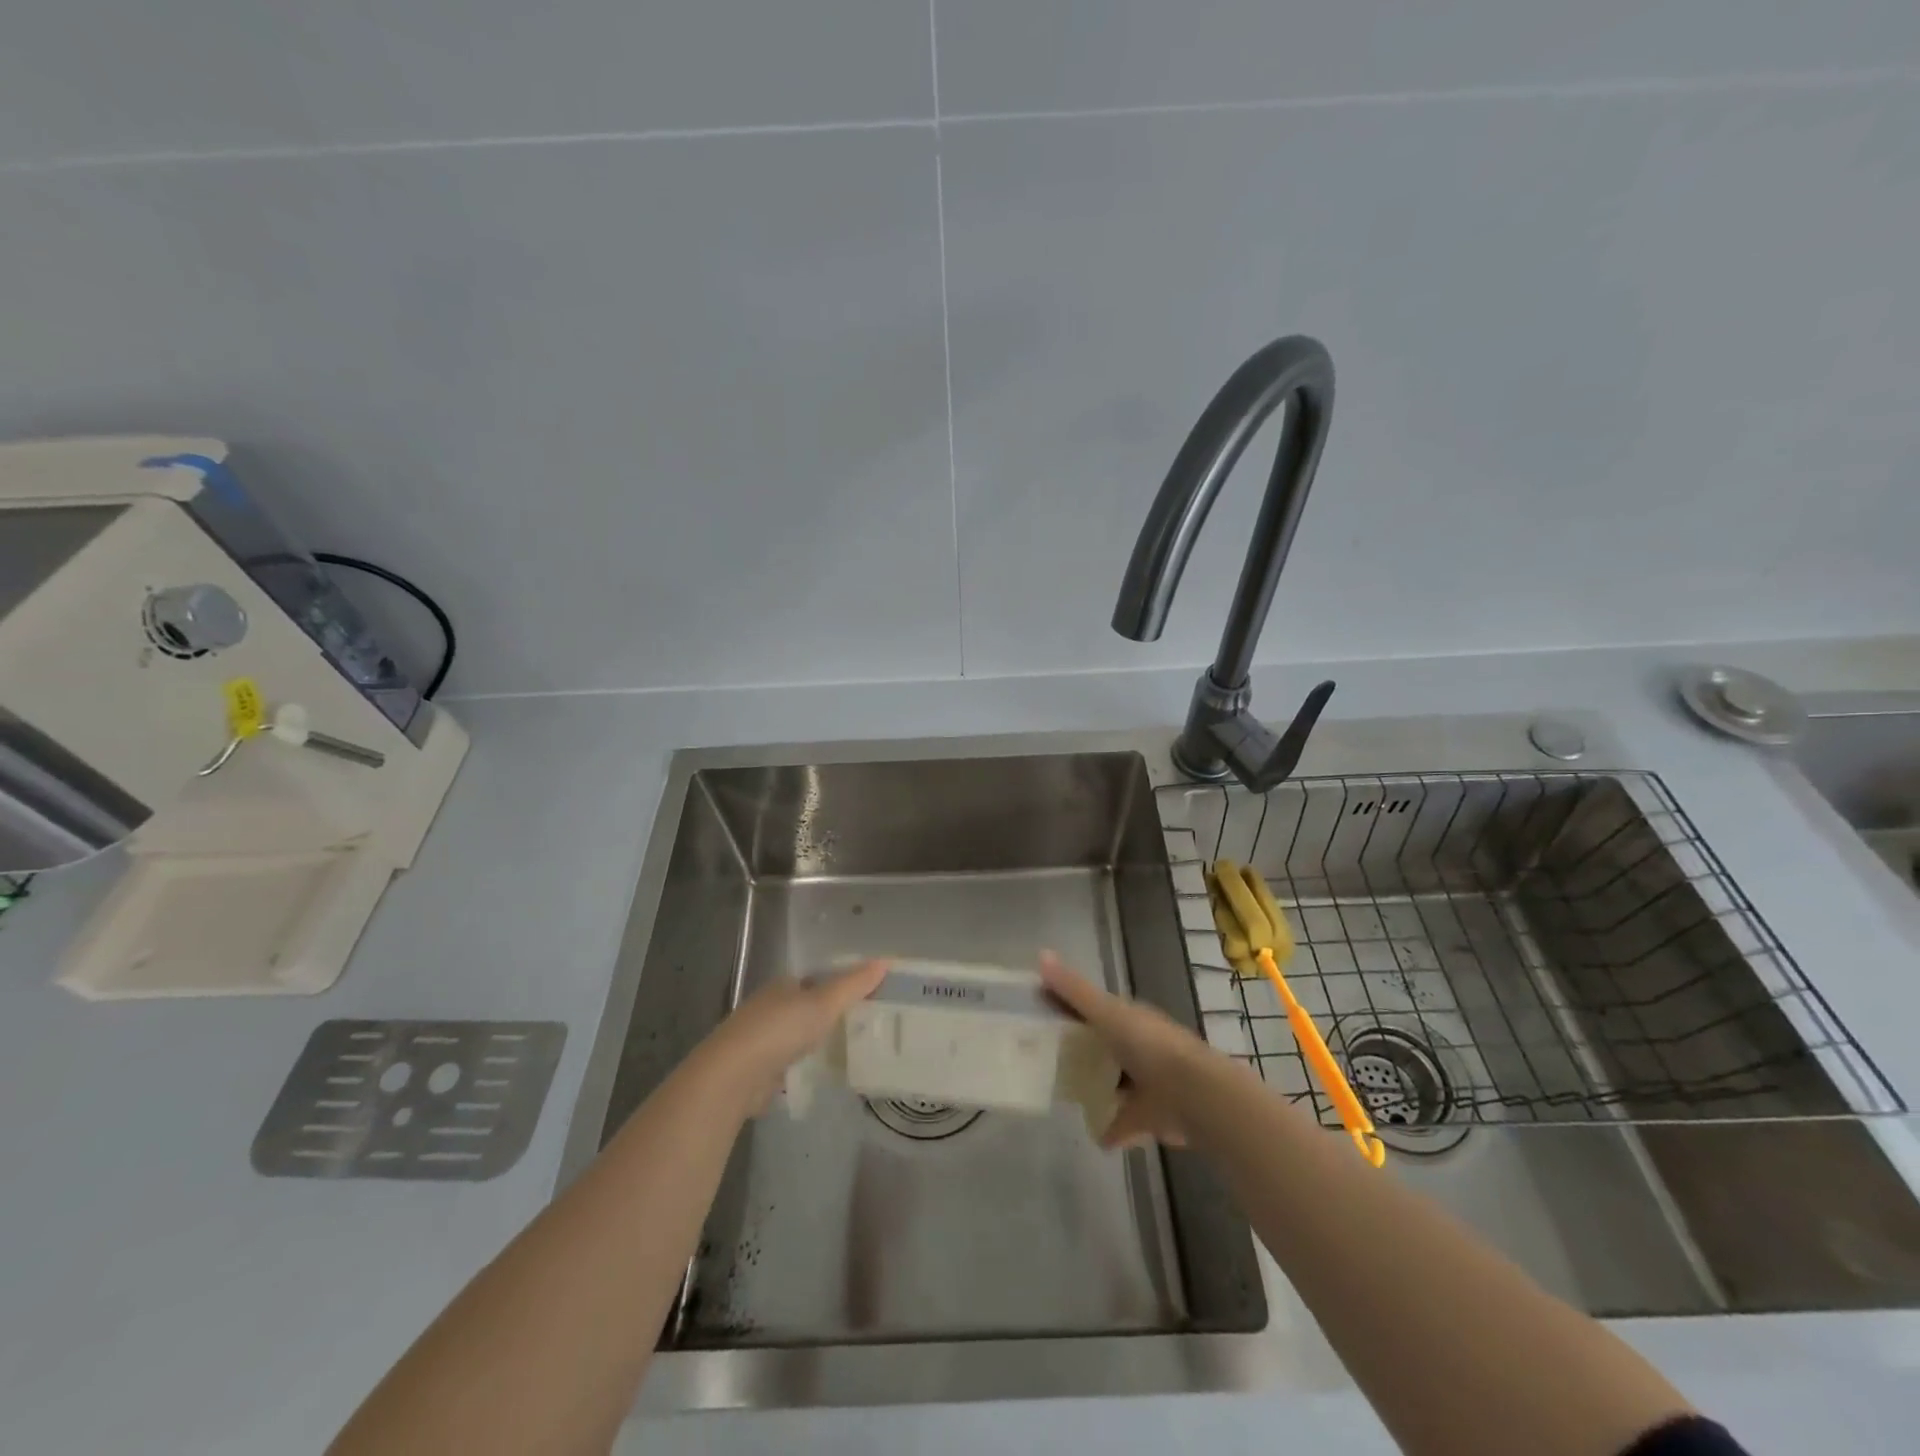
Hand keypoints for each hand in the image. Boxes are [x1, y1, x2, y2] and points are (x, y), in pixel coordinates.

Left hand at [698, 959, 889, 1111]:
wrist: (732, 1077)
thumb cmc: (780, 1030)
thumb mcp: (824, 1003)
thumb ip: (853, 985)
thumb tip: (885, 960)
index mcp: (783, 985)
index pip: (815, 980)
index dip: (839, 986)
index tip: (865, 998)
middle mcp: (769, 1008)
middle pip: (806, 1008)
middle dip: (828, 1017)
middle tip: (863, 1027)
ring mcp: (760, 1041)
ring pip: (796, 1037)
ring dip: (815, 1044)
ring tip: (848, 1053)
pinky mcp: (757, 1071)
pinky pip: (788, 1065)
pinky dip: (802, 1068)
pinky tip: (820, 1076)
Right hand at [1039, 951, 1223, 1149]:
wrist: (1194, 1095)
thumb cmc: (1149, 1045)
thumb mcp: (1107, 1012)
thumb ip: (1074, 990)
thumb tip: (1041, 954)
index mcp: (1130, 1018)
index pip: (1094, 1009)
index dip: (1069, 1009)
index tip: (1040, 1015)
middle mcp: (1139, 1047)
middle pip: (1103, 1046)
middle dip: (1082, 1050)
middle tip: (1045, 1058)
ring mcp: (1147, 1083)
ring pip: (1116, 1083)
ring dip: (1098, 1088)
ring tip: (1066, 1095)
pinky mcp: (1151, 1116)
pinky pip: (1125, 1122)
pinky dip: (1112, 1129)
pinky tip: (1094, 1135)